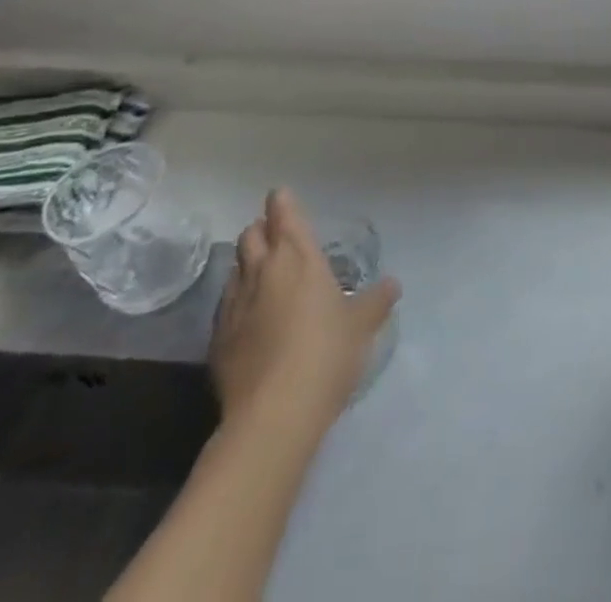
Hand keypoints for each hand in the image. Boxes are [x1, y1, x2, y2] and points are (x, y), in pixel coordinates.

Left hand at [210, 190, 399, 428]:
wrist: (273, 415)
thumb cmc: (326, 353)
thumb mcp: (362, 325)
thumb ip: (376, 300)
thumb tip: (392, 284)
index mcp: (298, 257)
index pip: (284, 214)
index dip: (282, 202)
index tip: (281, 196)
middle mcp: (263, 271)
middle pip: (252, 235)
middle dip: (262, 230)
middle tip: (276, 237)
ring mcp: (235, 305)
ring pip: (235, 268)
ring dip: (247, 265)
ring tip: (263, 276)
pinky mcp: (217, 340)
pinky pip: (226, 306)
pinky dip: (238, 301)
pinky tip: (250, 319)